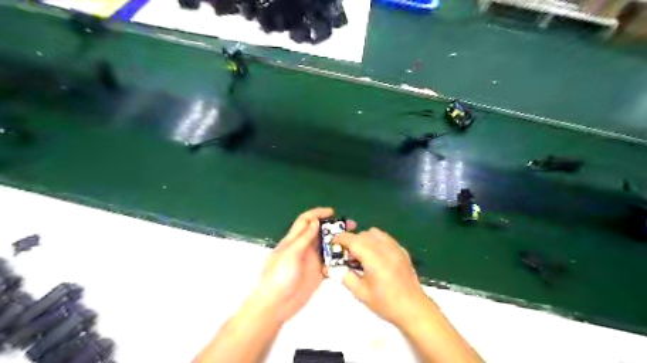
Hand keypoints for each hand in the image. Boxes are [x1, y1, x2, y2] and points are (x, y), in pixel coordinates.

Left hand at [248, 208, 357, 323]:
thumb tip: (315, 221)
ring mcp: (312, 260)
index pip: (306, 221)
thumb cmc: (278, 276)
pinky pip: (331, 262)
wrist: (275, 305)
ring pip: (327, 246)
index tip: (332, 212)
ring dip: (339, 242)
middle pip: (320, 232)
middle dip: (334, 226)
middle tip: (351, 226)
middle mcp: (304, 247)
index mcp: (294, 240)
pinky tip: (350, 258)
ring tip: (354, 241)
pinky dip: (340, 259)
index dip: (318, 213)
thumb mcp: (290, 254)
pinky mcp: (318, 273)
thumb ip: (303, 238)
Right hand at [333, 226, 428, 325]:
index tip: (333, 244)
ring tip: (362, 255)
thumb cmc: (385, 302)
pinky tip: (377, 257)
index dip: (340, 239)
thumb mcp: (360, 292)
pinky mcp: (402, 251)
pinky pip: (385, 238)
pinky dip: (376, 242)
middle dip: (352, 241)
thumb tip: (331, 268)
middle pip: (363, 234)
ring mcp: (395, 247)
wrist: (413, 308)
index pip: (352, 240)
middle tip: (347, 256)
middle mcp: (384, 247)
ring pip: (375, 233)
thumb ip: (344, 276)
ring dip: (364, 239)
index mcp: (373, 257)